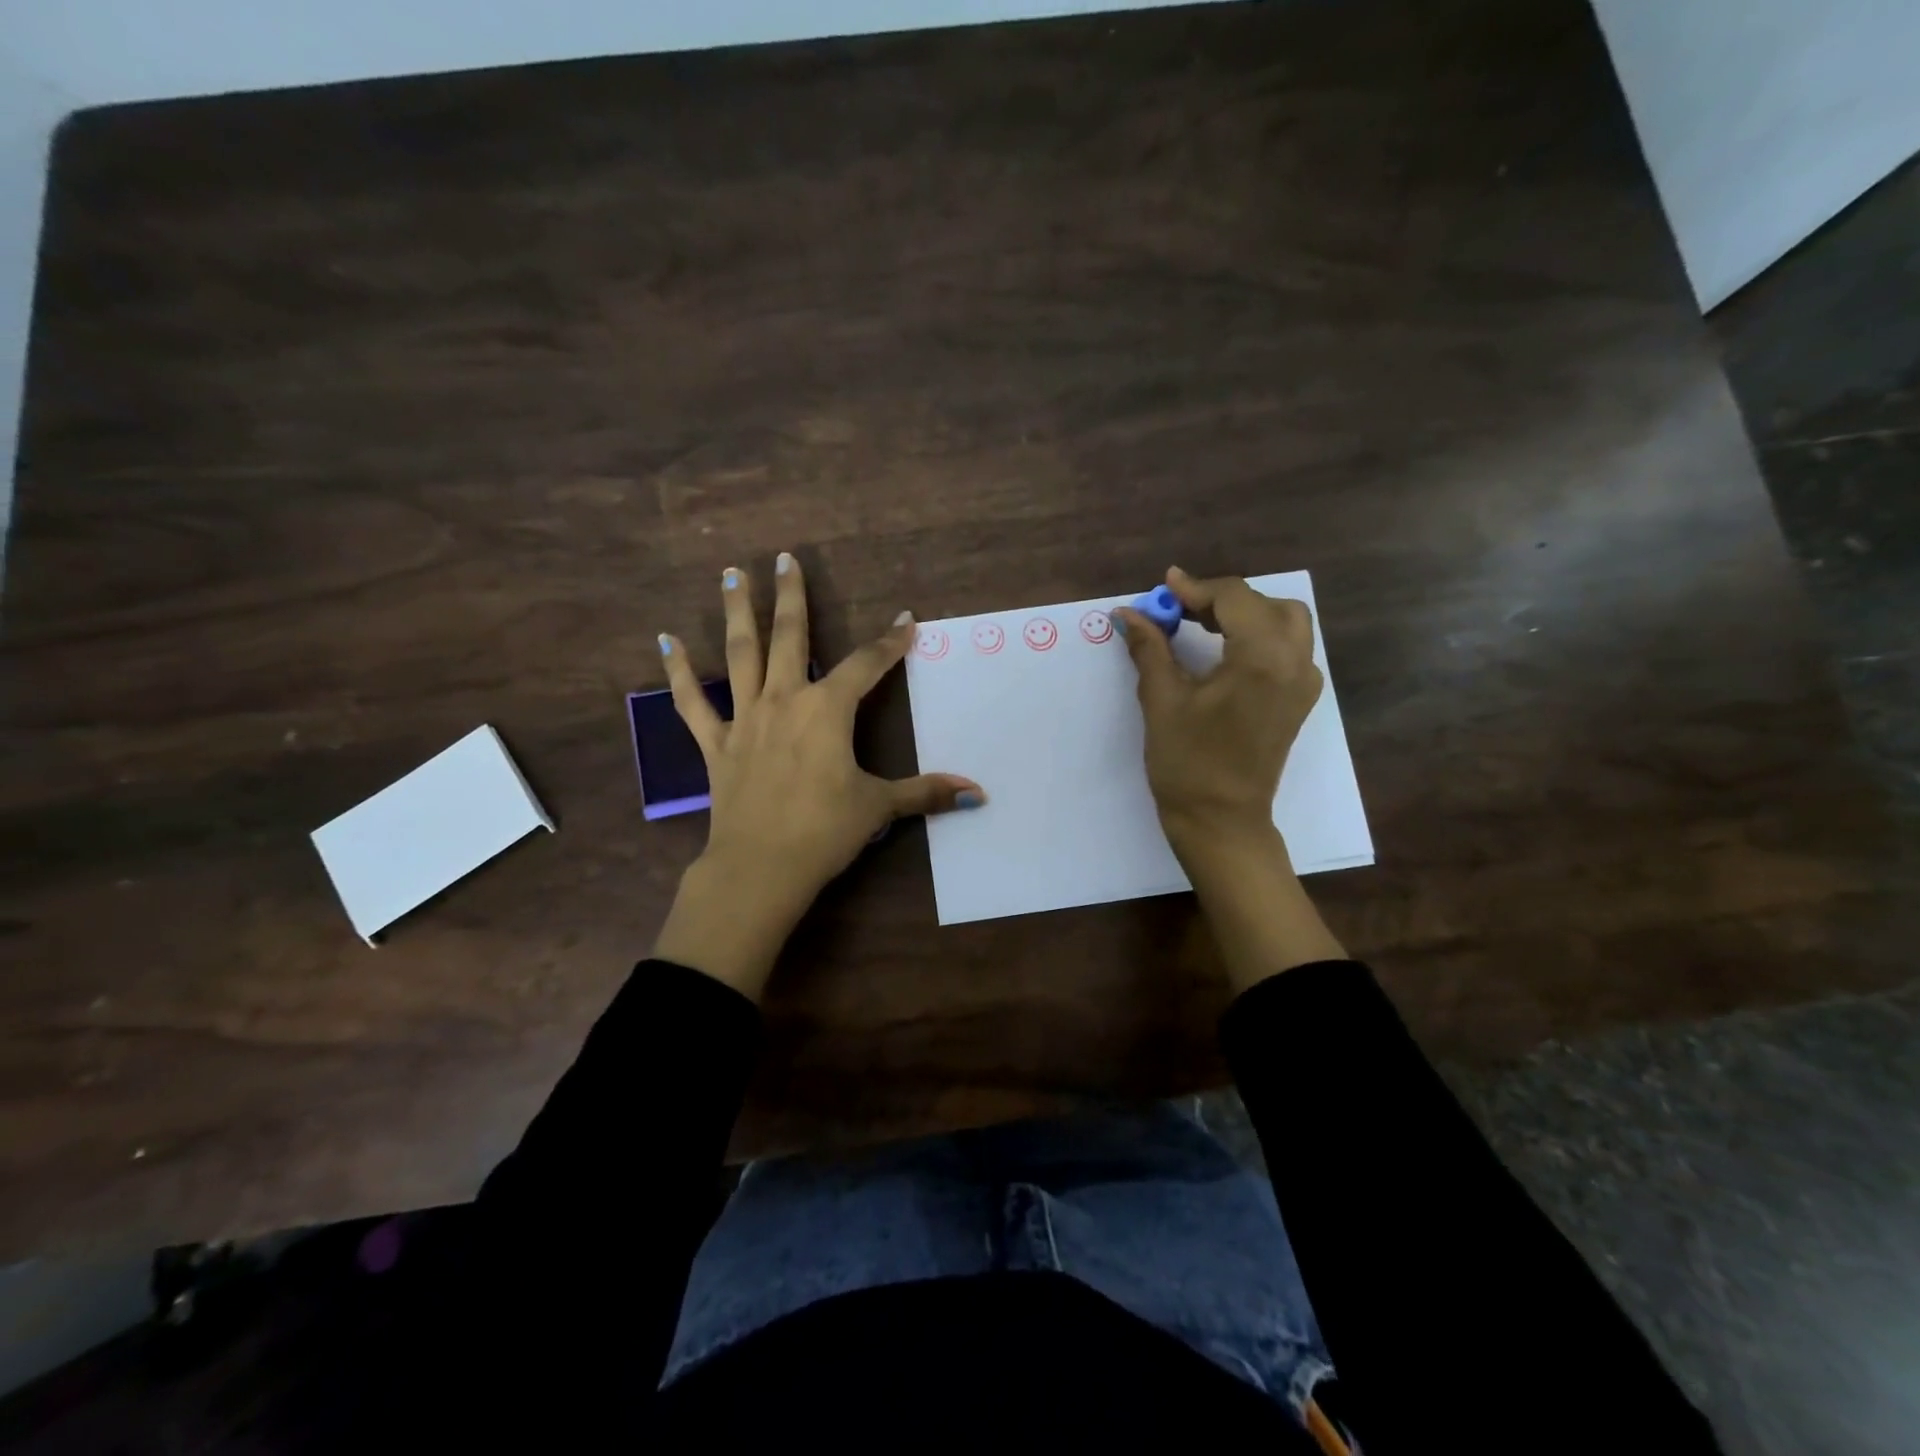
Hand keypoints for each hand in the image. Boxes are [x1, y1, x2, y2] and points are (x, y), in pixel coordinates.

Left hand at [651, 552, 984, 999]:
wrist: (760, 867)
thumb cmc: (824, 831)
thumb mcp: (880, 807)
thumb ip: (927, 794)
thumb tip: (979, 794)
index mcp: (827, 710)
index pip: (867, 665)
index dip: (890, 643)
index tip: (906, 621)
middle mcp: (784, 700)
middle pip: (790, 637)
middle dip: (792, 596)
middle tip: (785, 558)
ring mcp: (745, 718)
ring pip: (740, 654)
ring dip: (737, 612)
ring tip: (729, 573)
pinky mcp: (716, 743)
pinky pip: (692, 702)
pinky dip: (678, 672)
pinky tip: (665, 640)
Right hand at [1112, 566, 1322, 867]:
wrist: (1221, 822)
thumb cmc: (1187, 764)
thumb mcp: (1162, 701)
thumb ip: (1150, 648)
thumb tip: (1129, 612)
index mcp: (1262, 659)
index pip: (1235, 598)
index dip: (1196, 588)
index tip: (1163, 589)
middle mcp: (1295, 663)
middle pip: (1267, 604)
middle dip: (1223, 600)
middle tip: (1182, 611)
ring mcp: (1303, 683)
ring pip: (1286, 623)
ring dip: (1246, 614)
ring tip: (1202, 627)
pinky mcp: (1299, 701)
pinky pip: (1289, 648)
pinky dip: (1260, 636)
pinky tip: (1225, 652)